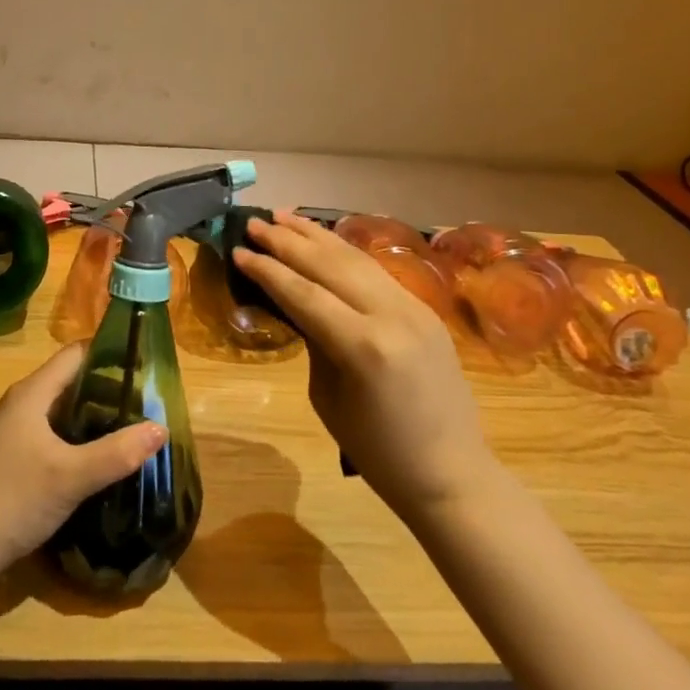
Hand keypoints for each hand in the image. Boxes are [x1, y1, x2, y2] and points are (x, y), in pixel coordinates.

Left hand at [0, 343, 165, 577]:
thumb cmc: (14, 500)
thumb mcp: (72, 476)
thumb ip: (118, 452)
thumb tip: (162, 428)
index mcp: (32, 393)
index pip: (76, 354)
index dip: (111, 353)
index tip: (146, 366)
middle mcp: (22, 403)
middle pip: (72, 379)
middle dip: (109, 387)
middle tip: (148, 402)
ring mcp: (16, 430)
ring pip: (64, 408)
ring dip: (96, 414)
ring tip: (133, 426)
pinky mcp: (15, 456)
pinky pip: (55, 431)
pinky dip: (80, 435)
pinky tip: (101, 456)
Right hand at [233, 212, 494, 523]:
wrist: (451, 472)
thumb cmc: (378, 451)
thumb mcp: (328, 396)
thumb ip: (313, 340)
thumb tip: (295, 302)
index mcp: (364, 347)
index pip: (305, 294)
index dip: (268, 270)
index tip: (239, 250)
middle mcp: (392, 315)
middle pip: (330, 265)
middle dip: (288, 241)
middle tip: (255, 224)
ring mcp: (414, 307)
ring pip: (356, 259)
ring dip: (317, 236)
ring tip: (284, 217)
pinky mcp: (425, 309)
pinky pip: (376, 272)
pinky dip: (345, 253)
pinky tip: (324, 241)